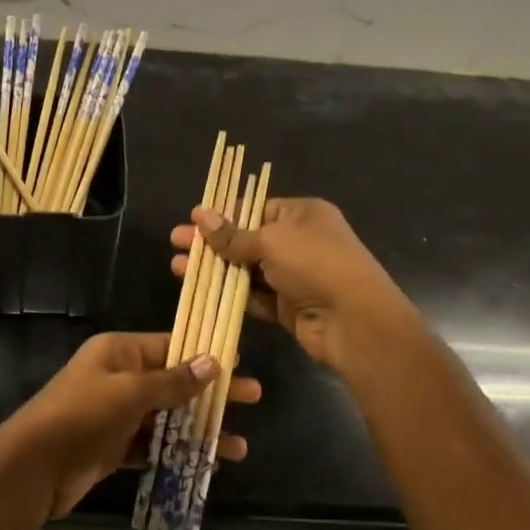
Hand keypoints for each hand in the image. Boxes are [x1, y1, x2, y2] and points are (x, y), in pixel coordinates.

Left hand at [0, 332, 261, 519]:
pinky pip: (154, 445)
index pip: (169, 346)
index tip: (239, 362)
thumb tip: (213, 362)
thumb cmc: (81, 417)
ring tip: (238, 447)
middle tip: (253, 398)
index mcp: (118, 352)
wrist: (31, 468)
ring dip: (200, 430)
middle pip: (174, 382)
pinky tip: (207, 464)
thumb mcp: (129, 392)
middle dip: (212, 393)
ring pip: (168, 418)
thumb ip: (172, 381)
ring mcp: (116, 414)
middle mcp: (118, 377)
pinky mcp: (114, 447)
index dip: (204, 354)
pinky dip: (178, 452)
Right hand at [171, 197, 416, 373]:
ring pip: (246, 269)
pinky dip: (229, 293)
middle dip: (211, 242)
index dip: (223, 214)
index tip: (191, 220)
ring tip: (177, 268)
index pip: (256, 208)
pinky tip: (200, 290)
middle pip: (247, 238)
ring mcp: (294, 276)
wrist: (354, 322)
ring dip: (214, 269)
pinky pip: (253, 295)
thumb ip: (233, 234)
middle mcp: (299, 241)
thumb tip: (199, 215)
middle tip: (175, 243)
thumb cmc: (316, 265)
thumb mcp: (272, 241)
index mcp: (303, 214)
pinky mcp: (287, 306)